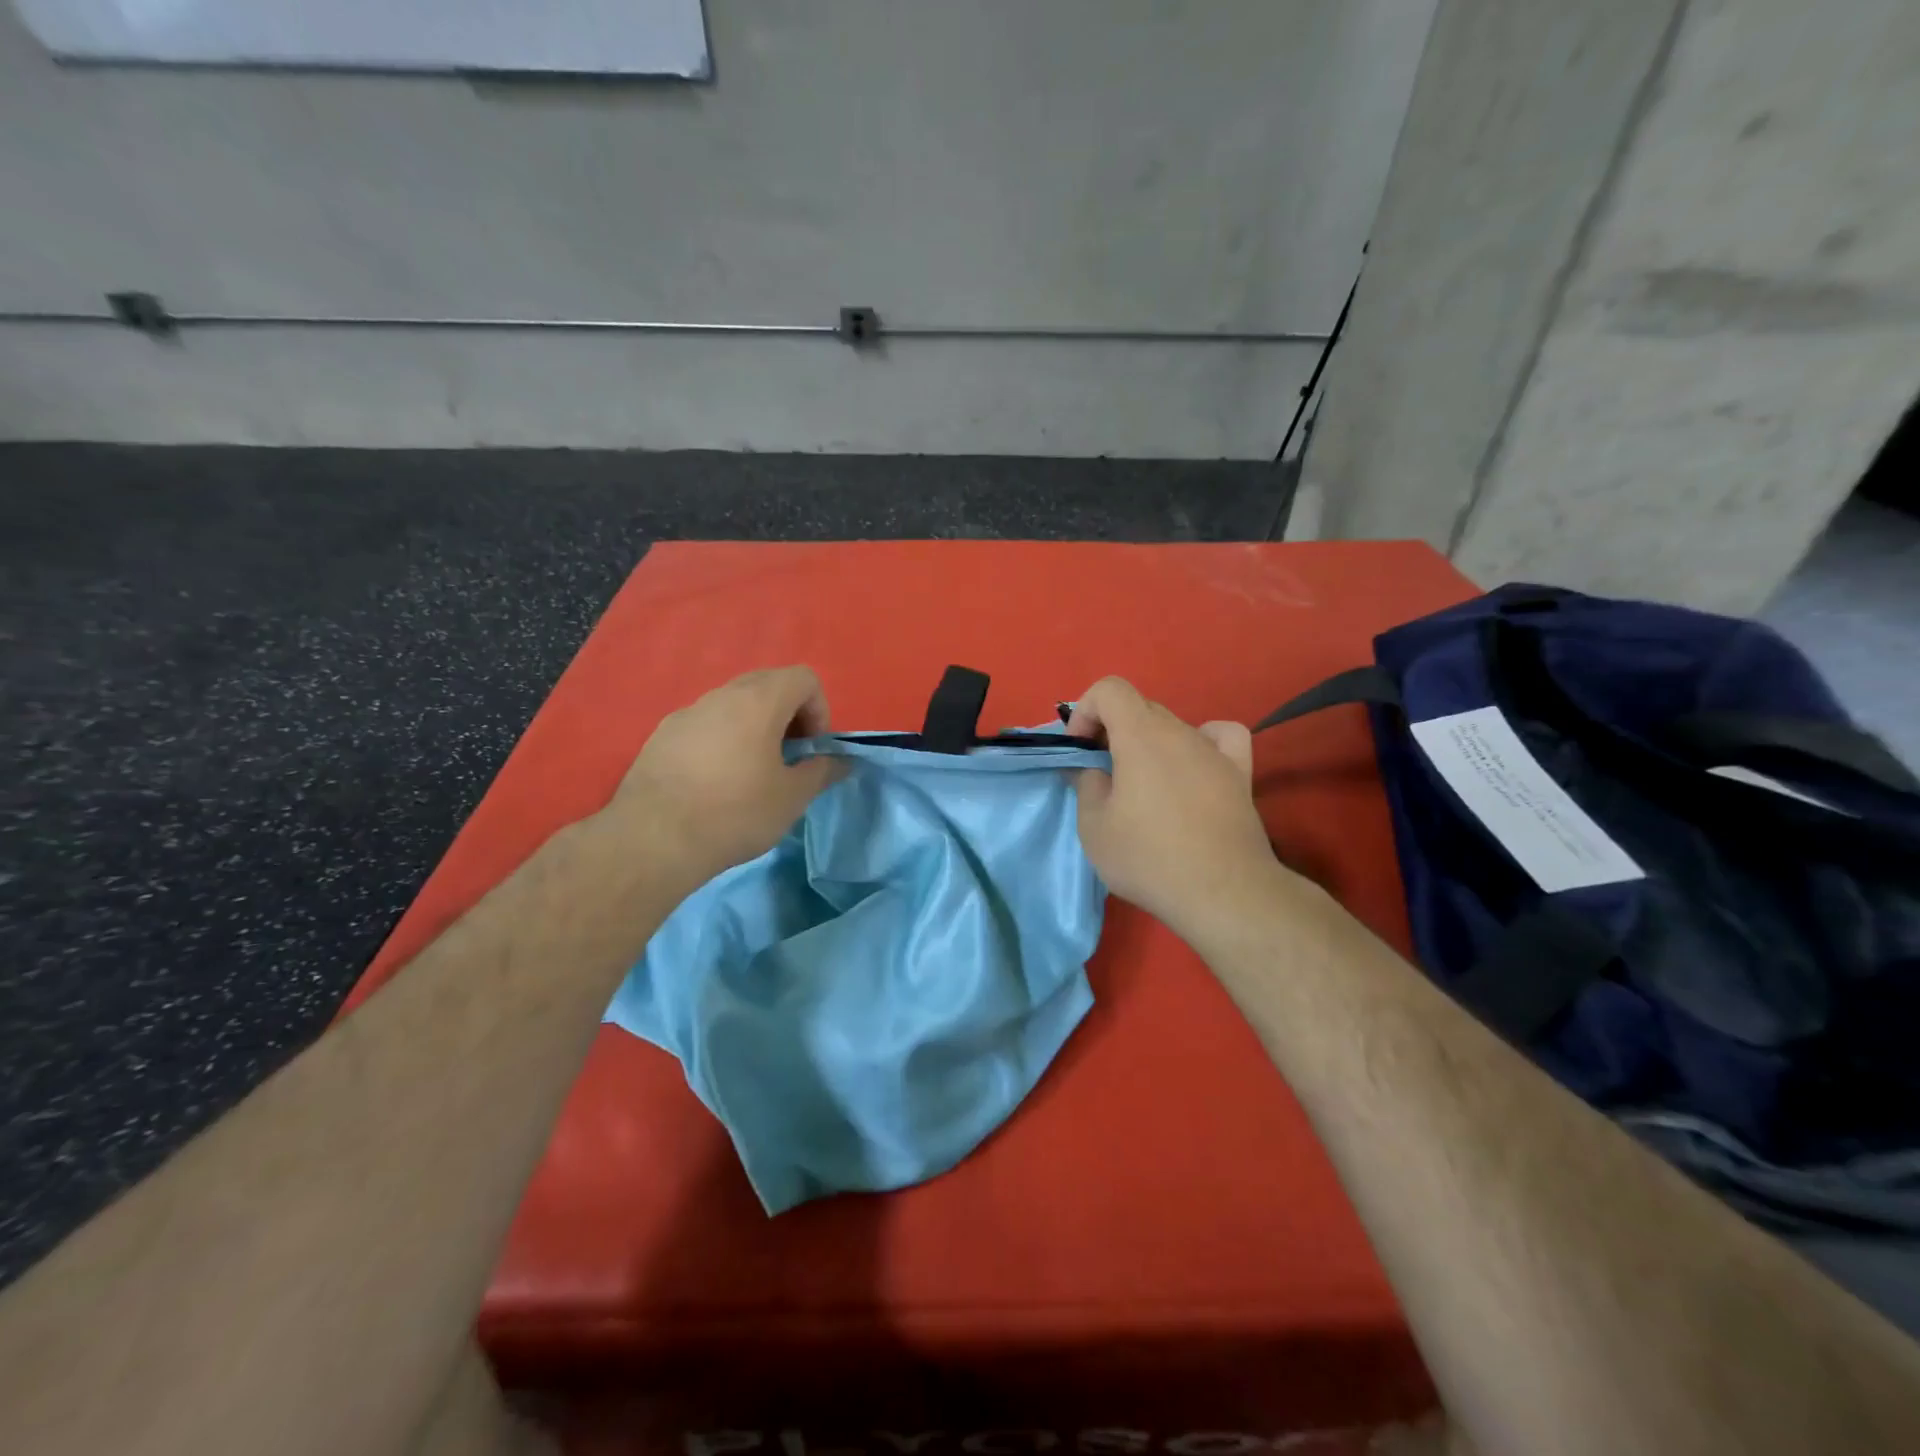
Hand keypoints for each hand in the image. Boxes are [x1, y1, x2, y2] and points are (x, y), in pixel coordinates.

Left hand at [605, 666, 841, 895]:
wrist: (654, 838)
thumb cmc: (736, 812)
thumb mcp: (792, 797)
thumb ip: (822, 771)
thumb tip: (842, 761)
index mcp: (759, 701)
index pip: (804, 678)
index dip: (819, 710)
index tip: (811, 750)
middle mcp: (722, 695)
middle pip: (768, 684)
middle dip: (789, 715)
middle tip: (788, 757)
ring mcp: (687, 712)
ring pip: (734, 703)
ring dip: (755, 726)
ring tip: (752, 772)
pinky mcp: (662, 734)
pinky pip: (705, 723)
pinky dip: (723, 738)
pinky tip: (715, 781)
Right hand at [1067, 677, 1284, 941]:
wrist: (1223, 893)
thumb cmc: (1149, 858)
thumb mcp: (1094, 828)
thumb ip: (1085, 785)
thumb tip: (1088, 768)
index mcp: (1140, 735)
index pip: (1109, 689)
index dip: (1086, 711)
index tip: (1080, 750)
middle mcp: (1180, 731)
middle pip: (1140, 708)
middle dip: (1112, 730)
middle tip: (1102, 773)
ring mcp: (1215, 751)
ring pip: (1173, 727)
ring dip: (1148, 743)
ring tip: (1144, 785)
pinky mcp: (1240, 774)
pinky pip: (1221, 737)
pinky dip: (1202, 742)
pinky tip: (1193, 766)